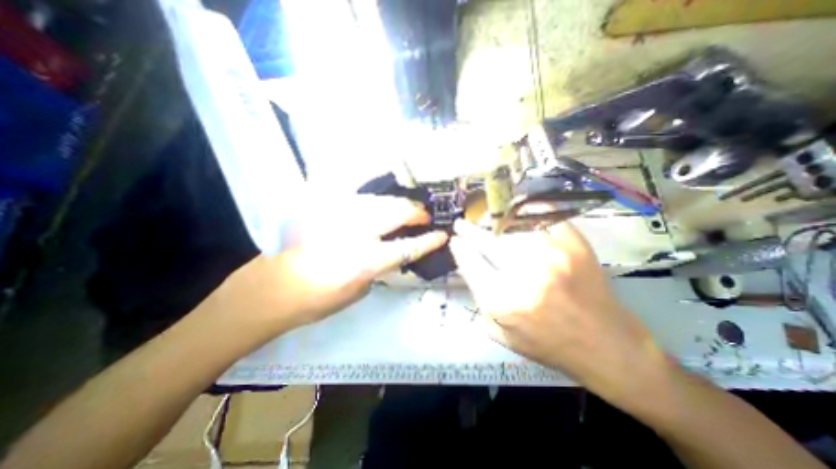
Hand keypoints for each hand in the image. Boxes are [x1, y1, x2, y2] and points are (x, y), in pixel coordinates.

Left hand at [215, 193, 450, 333]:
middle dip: (415, 212)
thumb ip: (377, 270)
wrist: (269, 289)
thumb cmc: (314, 301)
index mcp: (364, 261)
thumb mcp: (356, 292)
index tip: (442, 235)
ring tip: (408, 209)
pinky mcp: (325, 209)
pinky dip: (377, 202)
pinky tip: (382, 206)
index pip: (406, 247)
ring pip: (380, 201)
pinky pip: (360, 200)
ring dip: (398, 204)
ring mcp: (338, 216)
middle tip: (425, 216)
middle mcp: (354, 233)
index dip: (428, 241)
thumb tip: (389, 254)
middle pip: (395, 213)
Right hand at [451, 219, 667, 399]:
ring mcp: (553, 255)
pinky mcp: (574, 245)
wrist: (606, 345)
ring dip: (493, 221)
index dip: (459, 248)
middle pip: (487, 240)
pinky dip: (526, 211)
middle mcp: (525, 274)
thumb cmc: (548, 344)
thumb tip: (468, 267)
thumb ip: (479, 300)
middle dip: (468, 230)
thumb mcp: (501, 333)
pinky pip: (542, 217)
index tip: (455, 240)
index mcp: (503, 301)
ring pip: (511, 225)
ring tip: (486, 221)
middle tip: (462, 224)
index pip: (470, 262)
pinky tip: (515, 212)